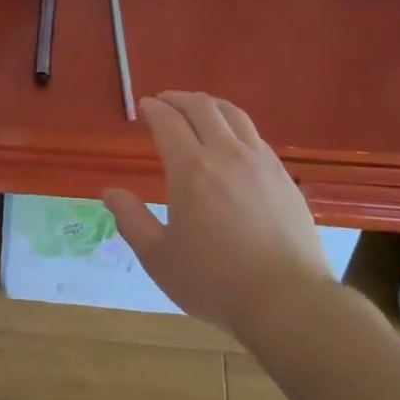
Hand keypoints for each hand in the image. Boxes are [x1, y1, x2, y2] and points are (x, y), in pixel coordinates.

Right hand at [103, 91, 332, 336]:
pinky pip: (255, 135)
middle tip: (165, 101)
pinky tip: (232, 141)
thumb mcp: (160, 258)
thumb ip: (132, 220)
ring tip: (198, 110)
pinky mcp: (283, 176)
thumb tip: (110, 192)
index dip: (153, 109)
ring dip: (209, 105)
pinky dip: (234, 125)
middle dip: (178, 98)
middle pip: (202, 107)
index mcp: (191, 169)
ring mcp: (260, 162)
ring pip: (233, 114)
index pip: (168, 121)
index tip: (144, 107)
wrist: (288, 301)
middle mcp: (226, 154)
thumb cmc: (215, 282)